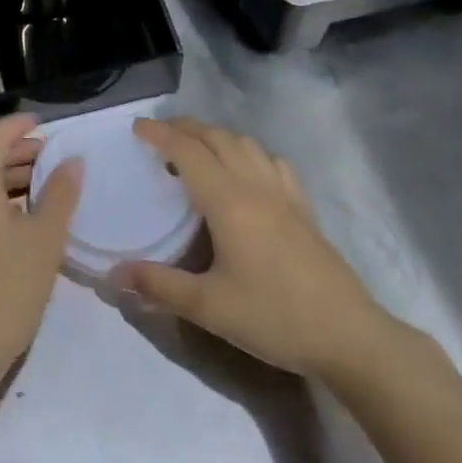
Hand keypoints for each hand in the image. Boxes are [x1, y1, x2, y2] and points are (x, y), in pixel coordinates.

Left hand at [0, 113, 82, 387]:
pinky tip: (26, 221)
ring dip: (10, 177)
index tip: (47, 125)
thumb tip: (72, 161)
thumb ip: (60, 195)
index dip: (19, 124)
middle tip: (55, 158)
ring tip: (48, 187)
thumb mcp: (43, 240)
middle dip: (19, 151)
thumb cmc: (5, 289)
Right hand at [114, 117, 401, 380]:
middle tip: (158, 135)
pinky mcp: (303, 207)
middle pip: (216, 137)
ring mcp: (284, 193)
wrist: (348, 335)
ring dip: (216, 136)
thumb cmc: (274, 317)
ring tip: (196, 151)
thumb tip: (113, 274)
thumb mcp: (209, 306)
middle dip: (184, 128)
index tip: (137, 127)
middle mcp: (255, 185)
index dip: (160, 134)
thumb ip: (159, 286)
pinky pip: (272, 161)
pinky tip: (246, 173)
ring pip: (245, 144)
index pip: (187, 151)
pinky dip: (249, 153)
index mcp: (228, 201)